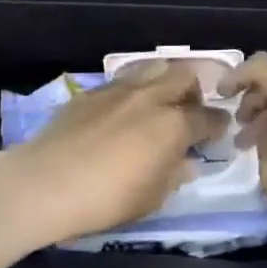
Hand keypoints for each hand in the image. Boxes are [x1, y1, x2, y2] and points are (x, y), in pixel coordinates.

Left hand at [0, 63, 228, 245]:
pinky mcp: (91, 91)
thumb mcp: (152, 198)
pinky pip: (122, 81)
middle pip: (184, 77)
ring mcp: (119, 89)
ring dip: (164, 80)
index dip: (218, 124)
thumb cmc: (107, 199)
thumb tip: (187, 162)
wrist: (47, 183)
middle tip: (190, 110)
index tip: (219, 130)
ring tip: (160, 100)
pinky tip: (123, 109)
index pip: (208, 117)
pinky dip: (132, 90)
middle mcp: (151, 97)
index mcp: (173, 125)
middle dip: (194, 91)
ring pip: (153, 68)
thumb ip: (174, 175)